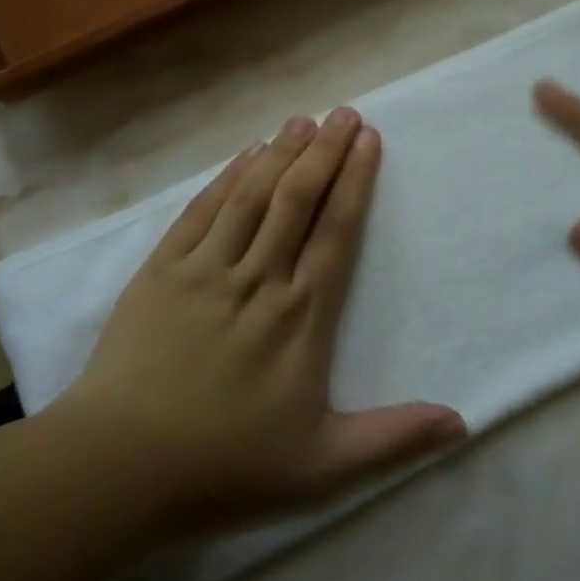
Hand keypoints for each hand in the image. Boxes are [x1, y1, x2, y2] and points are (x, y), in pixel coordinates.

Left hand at [52, 109, 465, 539]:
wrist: (116, 468)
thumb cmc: (225, 466)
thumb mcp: (322, 467)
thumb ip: (393, 438)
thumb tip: (463, 423)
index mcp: (300, 316)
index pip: (336, 231)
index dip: (355, 181)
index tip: (369, 140)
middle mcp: (258, 279)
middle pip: (297, 200)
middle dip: (324, 151)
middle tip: (345, 112)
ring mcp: (205, 270)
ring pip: (251, 196)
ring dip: (280, 154)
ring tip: (302, 120)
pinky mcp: (162, 272)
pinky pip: (202, 212)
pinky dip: (226, 179)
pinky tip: (244, 155)